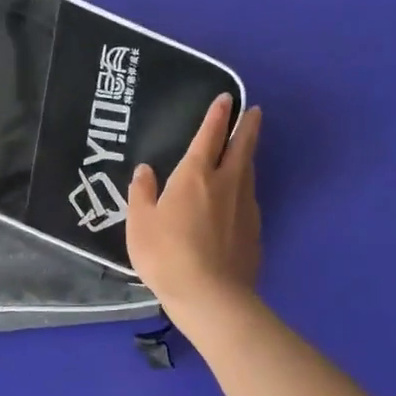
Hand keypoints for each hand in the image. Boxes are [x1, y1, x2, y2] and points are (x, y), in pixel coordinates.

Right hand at [126, 93, 262, 309]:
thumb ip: (142, 194)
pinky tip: (240, 197)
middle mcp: (226, 183)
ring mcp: (245, 207)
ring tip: (246, 149)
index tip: (228, 99)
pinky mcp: (255, 231)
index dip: (218, 115)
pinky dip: (246, 188)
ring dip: (248, 156)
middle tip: (256, 111)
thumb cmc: (167, 255)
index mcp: (196, 175)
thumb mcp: (140, 224)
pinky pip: (249, 199)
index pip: (209, 135)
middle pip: (242, 147)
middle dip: (248, 126)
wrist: (211, 296)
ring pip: (249, 172)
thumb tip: (145, 170)